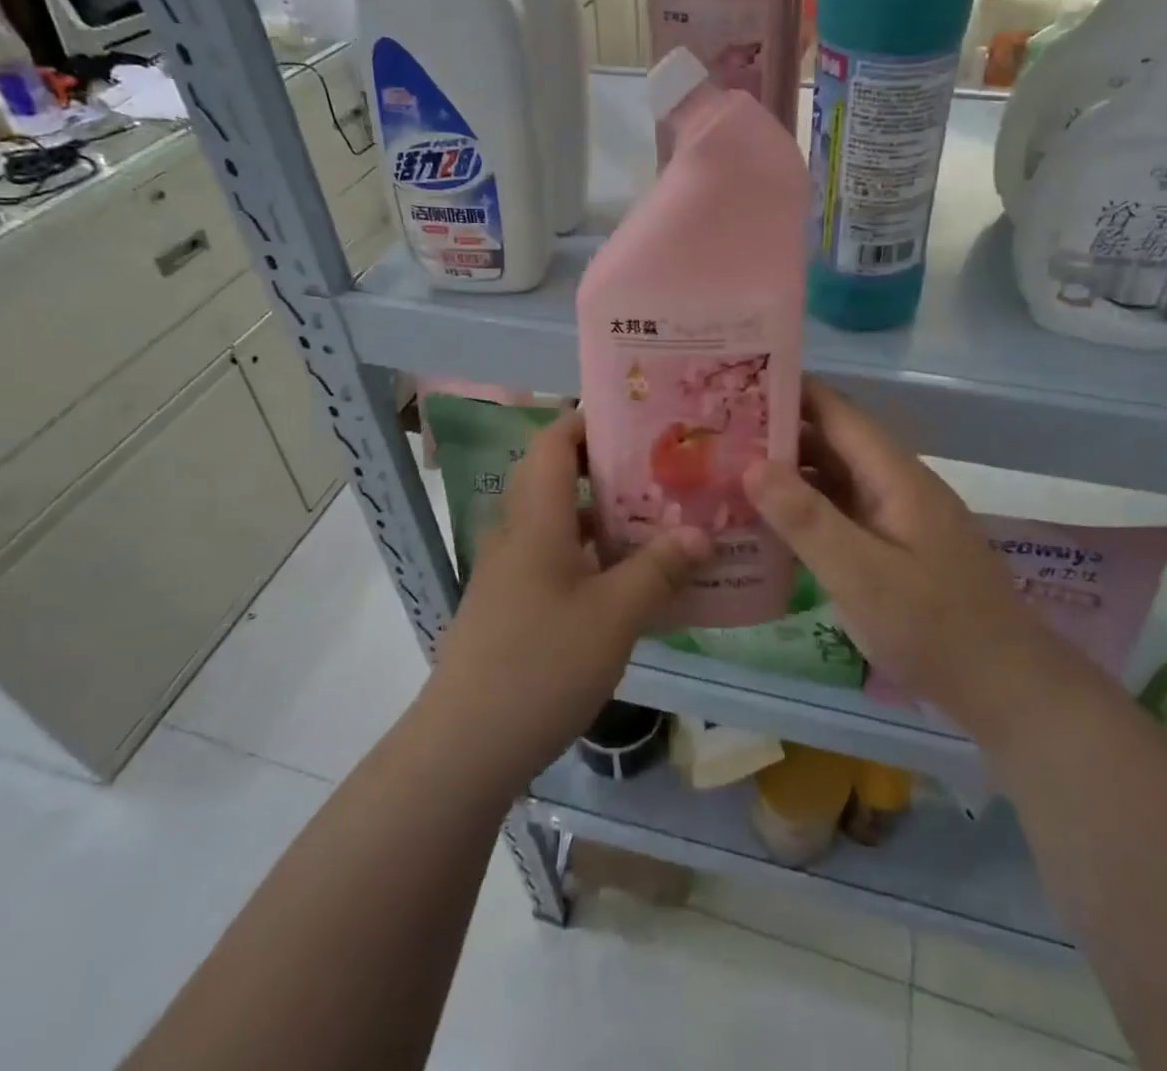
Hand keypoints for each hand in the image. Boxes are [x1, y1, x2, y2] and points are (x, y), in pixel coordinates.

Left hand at [418, 409, 710, 788]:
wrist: (464, 747)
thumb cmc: (540, 664)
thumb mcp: (614, 615)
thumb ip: (660, 569)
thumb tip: (702, 533)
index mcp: (537, 518)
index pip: (554, 441)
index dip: (590, 419)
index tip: (640, 419)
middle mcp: (519, 534)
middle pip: (562, 479)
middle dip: (613, 469)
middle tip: (668, 470)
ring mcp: (512, 573)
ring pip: (564, 524)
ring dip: (609, 518)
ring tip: (663, 521)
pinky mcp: (514, 607)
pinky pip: (559, 562)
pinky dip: (596, 558)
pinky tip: (634, 582)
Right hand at [744, 380, 1050, 731]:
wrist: (1006, 687)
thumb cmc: (933, 628)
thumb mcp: (861, 576)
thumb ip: (806, 519)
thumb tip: (752, 463)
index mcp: (894, 474)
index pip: (835, 411)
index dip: (788, 391)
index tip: (735, 384)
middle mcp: (896, 483)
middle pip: (831, 441)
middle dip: (777, 433)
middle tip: (715, 434)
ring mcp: (896, 514)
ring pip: (835, 477)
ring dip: (788, 472)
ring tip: (729, 472)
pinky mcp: (894, 544)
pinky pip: (842, 510)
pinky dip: (805, 508)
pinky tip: (769, 522)